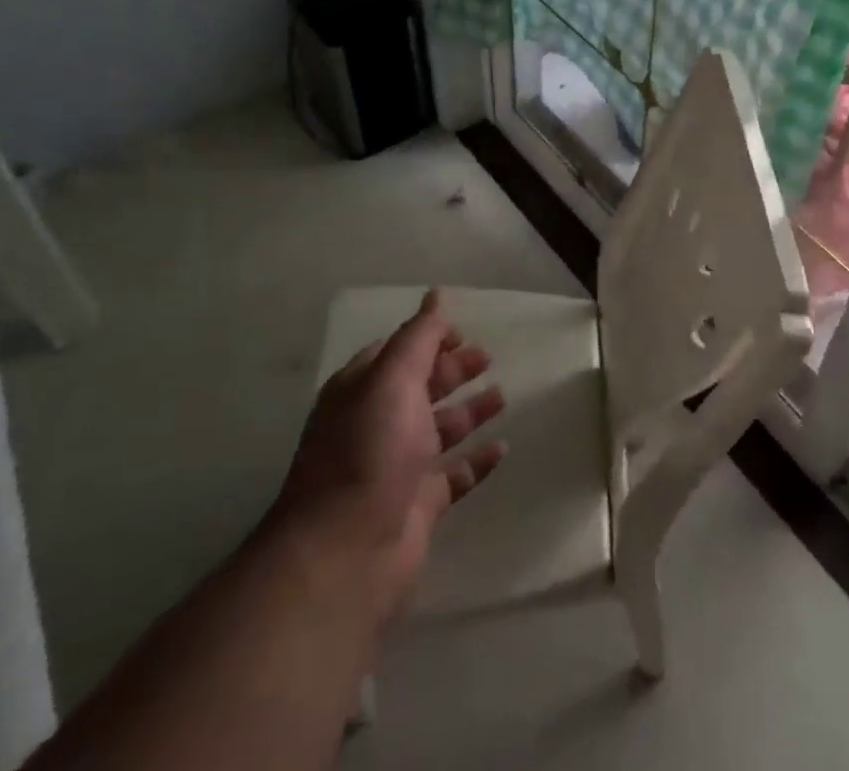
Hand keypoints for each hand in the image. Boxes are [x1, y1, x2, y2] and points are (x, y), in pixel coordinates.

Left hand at [276, 290, 506, 621]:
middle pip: (421, 387)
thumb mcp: (393, 379)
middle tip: (488, 357)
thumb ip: (419, 336)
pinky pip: (455, 474)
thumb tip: (435, 294)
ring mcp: (398, 466)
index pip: (398, 351)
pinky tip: (502, 448)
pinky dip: (477, 460)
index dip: (429, 337)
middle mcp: (378, 423)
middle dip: (452, 370)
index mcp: (363, 390)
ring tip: (502, 396)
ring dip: (469, 411)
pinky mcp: (419, 504)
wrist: (346, 553)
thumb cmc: (369, 451)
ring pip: (440, 429)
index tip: (463, 332)